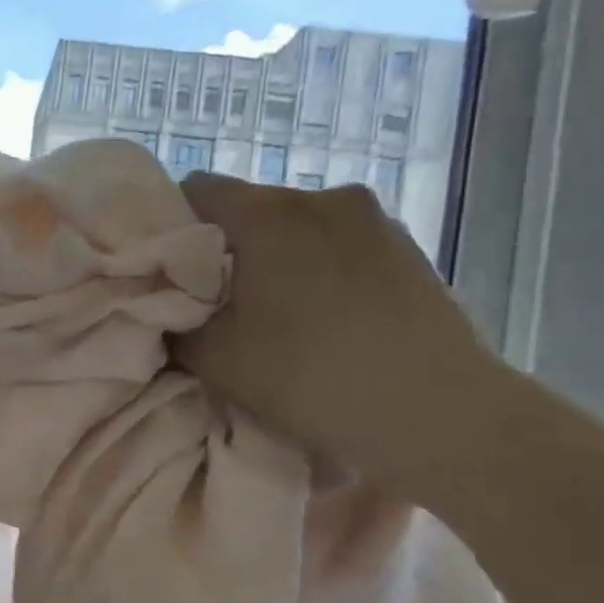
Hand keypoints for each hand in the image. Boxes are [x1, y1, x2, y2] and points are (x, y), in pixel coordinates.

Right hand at [171, 174, 510, 497]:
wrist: (438, 413)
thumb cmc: (309, 376)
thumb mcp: (214, 358)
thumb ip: (174, 323)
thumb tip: (165, 309)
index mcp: (267, 213)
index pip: (195, 189)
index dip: (173, 225)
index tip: (171, 271)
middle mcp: (320, 197)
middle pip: (248, 206)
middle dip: (225, 245)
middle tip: (218, 299)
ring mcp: (371, 218)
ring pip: (295, 224)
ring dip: (275, 256)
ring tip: (276, 311)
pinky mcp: (406, 245)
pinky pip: (337, 241)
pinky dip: (317, 266)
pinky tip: (324, 316)